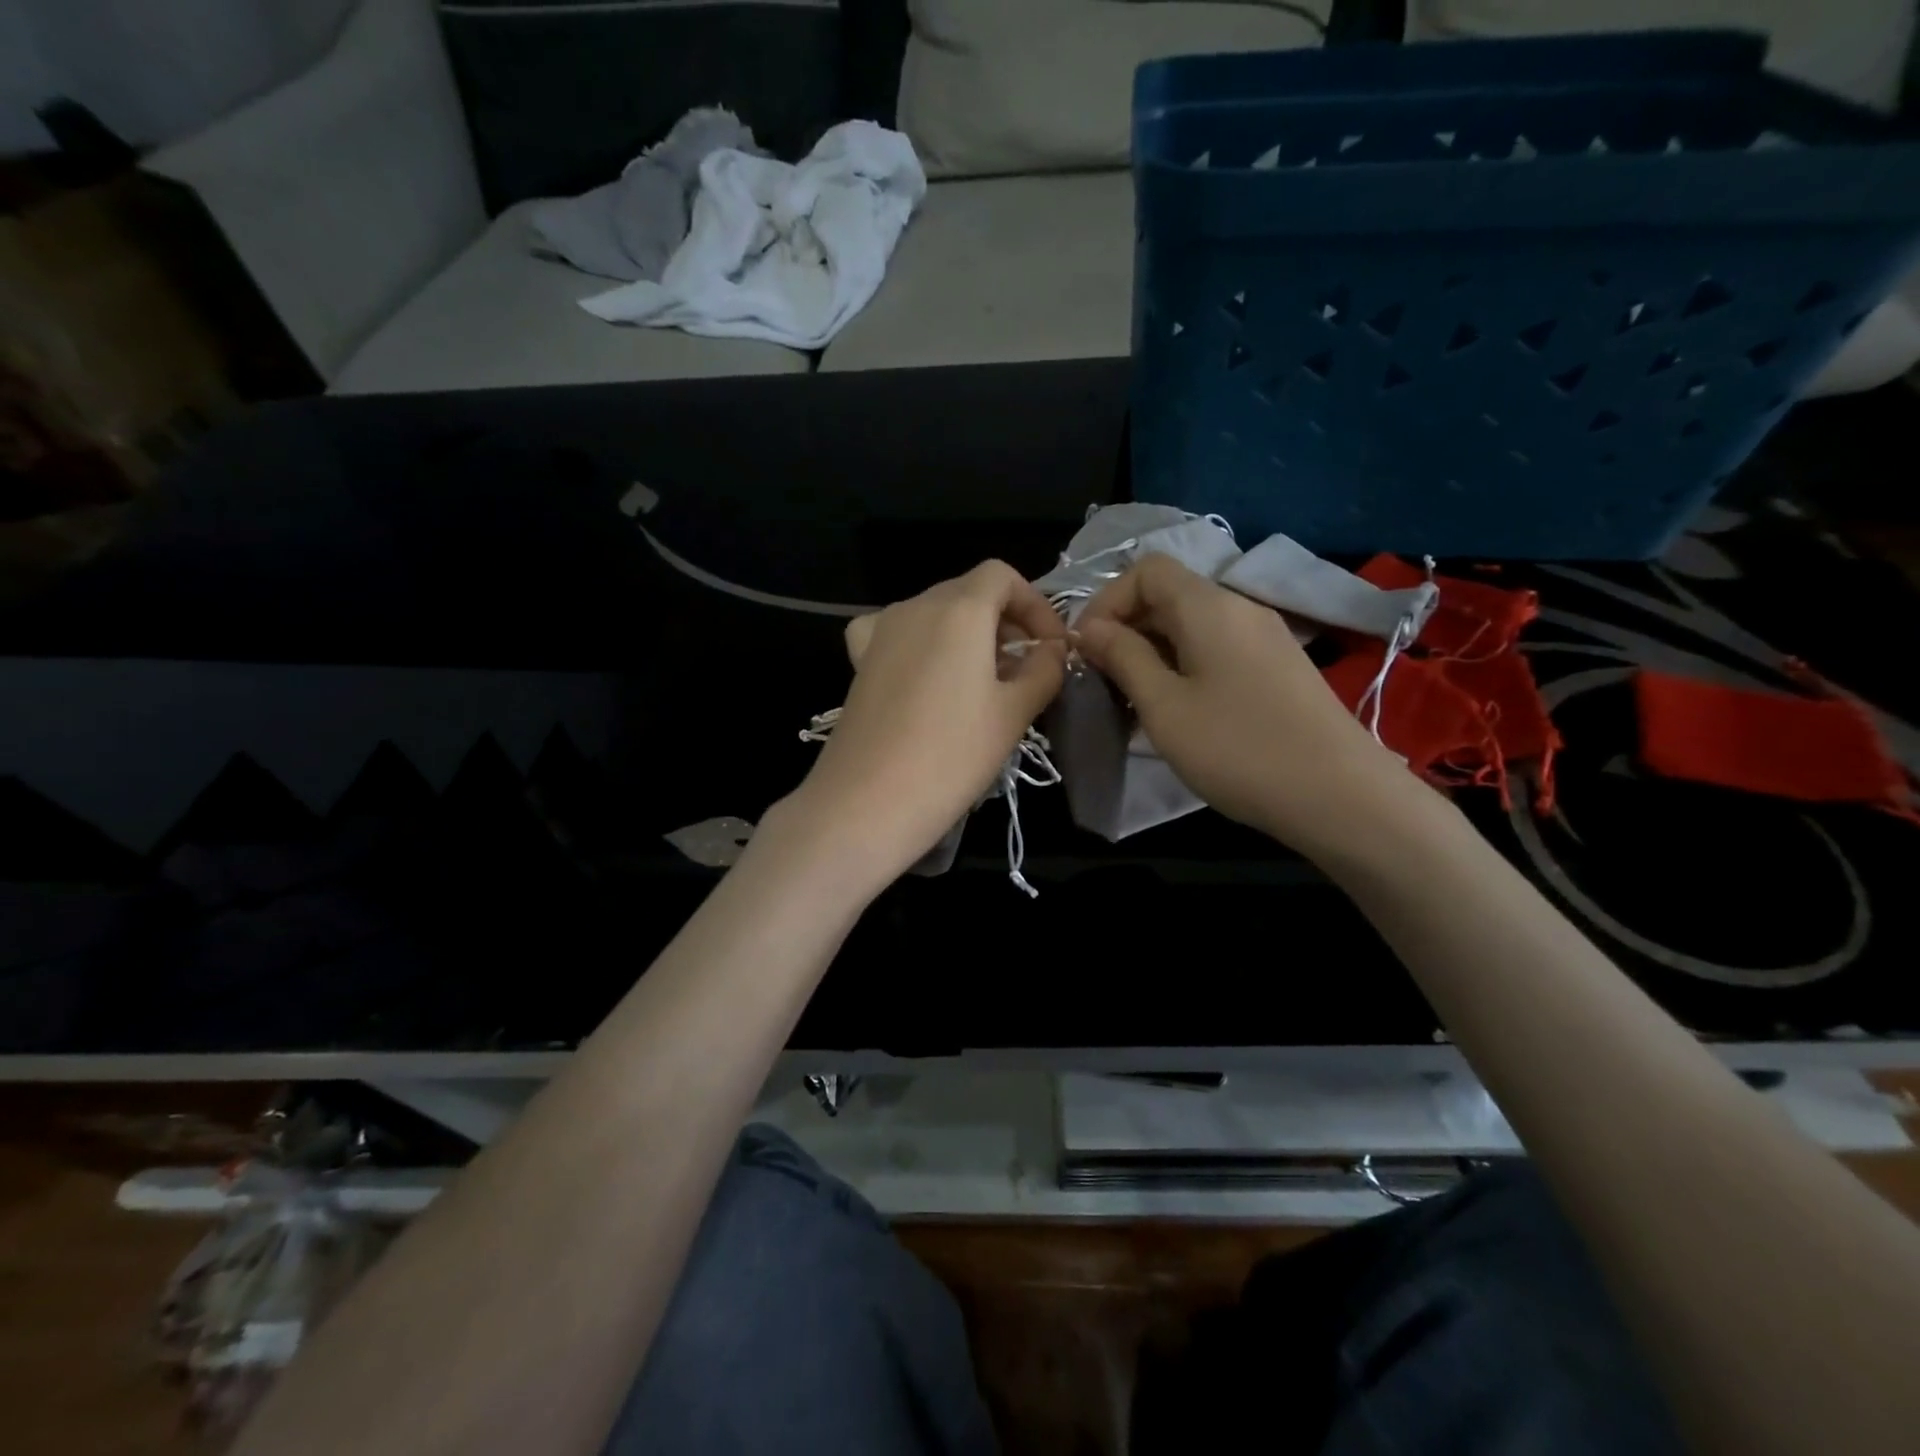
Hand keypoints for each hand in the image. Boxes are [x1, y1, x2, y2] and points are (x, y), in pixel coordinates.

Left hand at [788, 560, 1067, 886]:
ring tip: (985, 681)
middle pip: (968, 592)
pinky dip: (922, 642)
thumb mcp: (1014, 713)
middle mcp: (915, 607)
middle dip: (1005, 622)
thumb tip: (1052, 650)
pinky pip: (896, 632)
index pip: (1002, 576)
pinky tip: (928, 675)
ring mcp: (880, 632)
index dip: (1034, 604)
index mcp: (959, 609)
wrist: (867, 803)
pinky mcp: (859, 661)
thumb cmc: (951, 756)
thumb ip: (1043, 670)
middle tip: (1026, 670)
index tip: (1051, 647)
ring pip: (935, 613)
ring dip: (967, 635)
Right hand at [1075, 554, 1411, 854]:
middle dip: (1126, 630)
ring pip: (1191, 627)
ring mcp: (1265, 638)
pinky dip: (1184, 668)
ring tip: (1134, 702)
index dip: (1107, 601)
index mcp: (1208, 607)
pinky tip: (1178, 712)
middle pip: (1169, 595)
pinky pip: (1217, 650)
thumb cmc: (1238, 748)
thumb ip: (1123, 657)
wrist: (1340, 796)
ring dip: (1153, 653)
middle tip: (1103, 681)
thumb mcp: (1164, 705)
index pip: (1146, 569)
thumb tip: (1090, 628)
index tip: (1087, 649)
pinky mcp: (1278, 668)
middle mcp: (1239, 608)